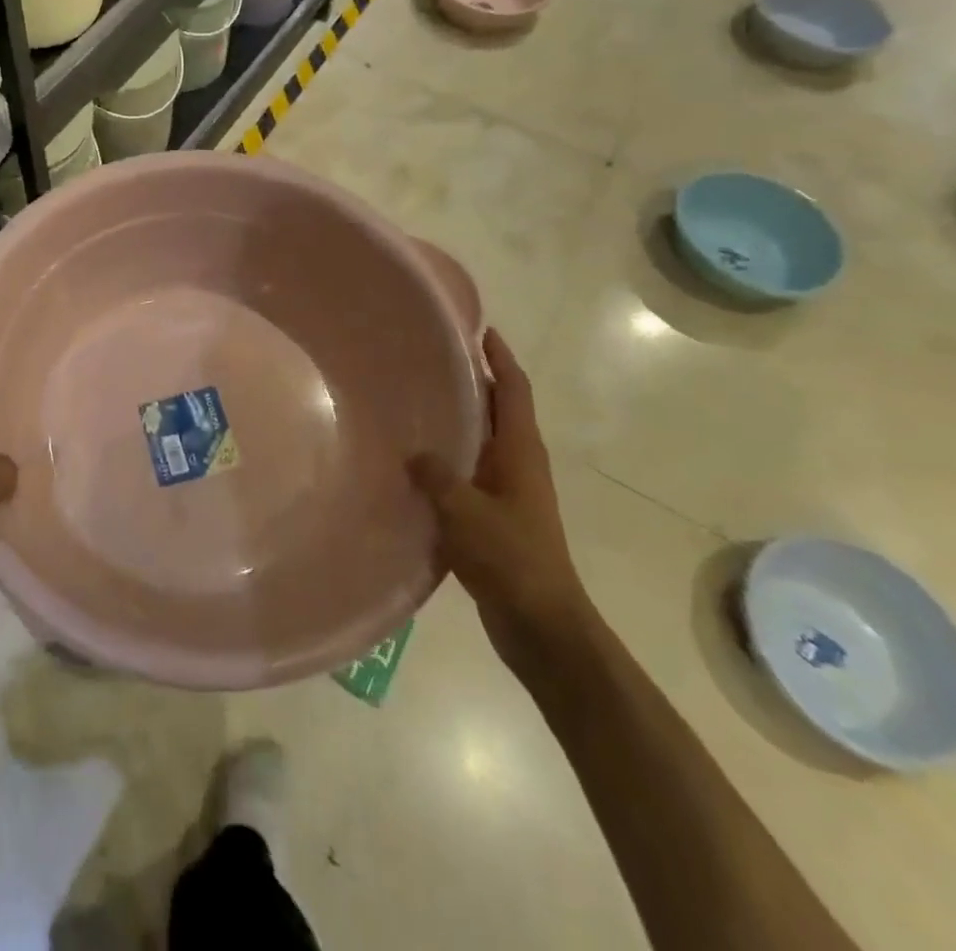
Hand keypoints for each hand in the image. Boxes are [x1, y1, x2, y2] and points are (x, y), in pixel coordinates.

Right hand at [408, 330, 595, 673]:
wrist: (542, 624)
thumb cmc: (510, 558)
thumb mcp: (464, 511)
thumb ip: (436, 475)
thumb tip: (413, 453)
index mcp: (521, 452)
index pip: (514, 391)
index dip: (500, 359)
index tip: (480, 330)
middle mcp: (520, 464)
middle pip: (501, 411)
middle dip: (476, 383)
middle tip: (434, 361)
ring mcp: (511, 492)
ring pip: (485, 442)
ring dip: (462, 420)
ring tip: (420, 404)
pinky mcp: (498, 518)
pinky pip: (472, 473)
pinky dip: (451, 458)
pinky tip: (419, 464)